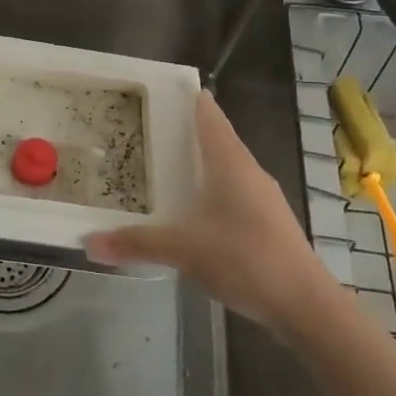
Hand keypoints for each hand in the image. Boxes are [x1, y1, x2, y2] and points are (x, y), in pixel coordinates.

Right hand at [85, 91, 332, 333]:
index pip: (208, 114)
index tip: (158, 90)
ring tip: (162, 166)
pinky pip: (233, 191)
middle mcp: (248, 170)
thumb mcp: (184, 250)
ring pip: (225, 167)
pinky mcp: (268, 222)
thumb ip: (137, 243)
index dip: (186, 98)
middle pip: (215, 138)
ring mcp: (263, 197)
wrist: (306, 305)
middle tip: (145, 128)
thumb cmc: (246, 259)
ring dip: (198, 163)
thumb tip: (89, 242)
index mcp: (230, 162)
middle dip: (184, 131)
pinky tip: (192, 209)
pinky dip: (210, 189)